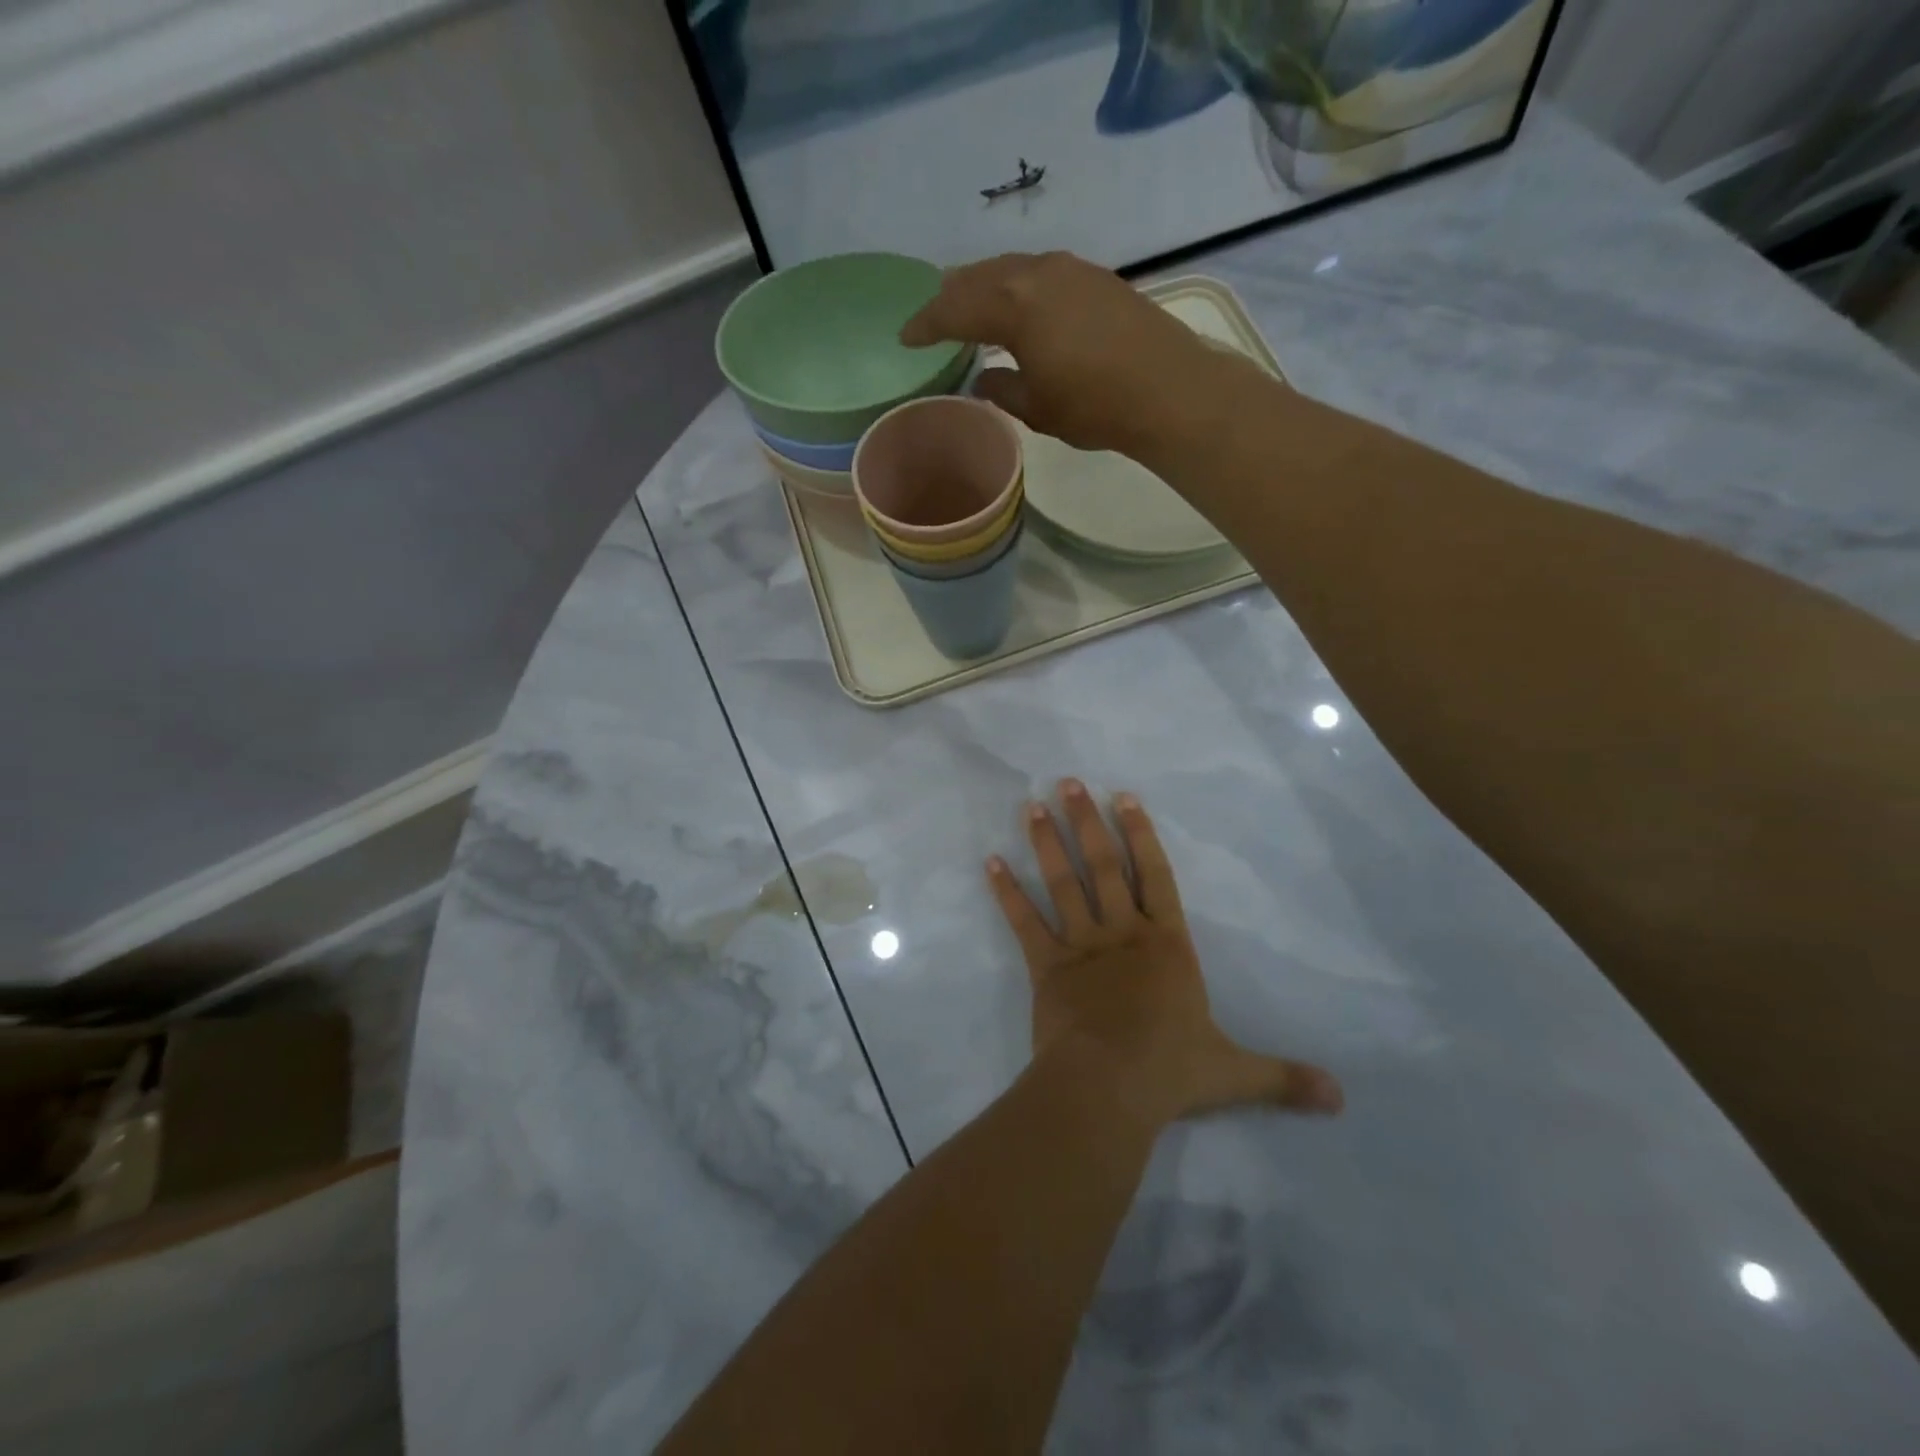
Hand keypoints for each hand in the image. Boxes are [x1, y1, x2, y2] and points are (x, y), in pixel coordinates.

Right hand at [900, 252, 1245, 456]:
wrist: (1168, 389)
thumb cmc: (1094, 405)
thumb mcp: (1036, 408)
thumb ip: (1001, 390)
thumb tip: (982, 380)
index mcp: (1014, 305)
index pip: (955, 308)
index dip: (926, 323)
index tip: (904, 337)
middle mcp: (1037, 273)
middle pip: (980, 276)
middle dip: (951, 295)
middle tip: (932, 315)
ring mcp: (1070, 269)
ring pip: (1011, 268)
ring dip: (984, 285)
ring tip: (970, 304)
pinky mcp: (1096, 277)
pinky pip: (1040, 272)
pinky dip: (1016, 286)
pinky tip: (1019, 305)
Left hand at [987, 779, 1342, 1126]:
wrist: (1110, 1087)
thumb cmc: (1171, 1071)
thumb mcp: (1236, 1073)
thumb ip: (1285, 1079)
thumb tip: (1343, 1099)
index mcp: (1167, 946)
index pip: (1157, 876)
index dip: (1142, 835)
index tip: (1124, 797)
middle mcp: (1123, 934)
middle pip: (1105, 866)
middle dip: (1088, 822)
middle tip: (1068, 782)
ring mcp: (1081, 946)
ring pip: (1064, 883)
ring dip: (1048, 843)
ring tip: (1032, 805)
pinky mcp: (1045, 966)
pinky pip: (1024, 922)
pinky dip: (1007, 892)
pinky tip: (991, 862)